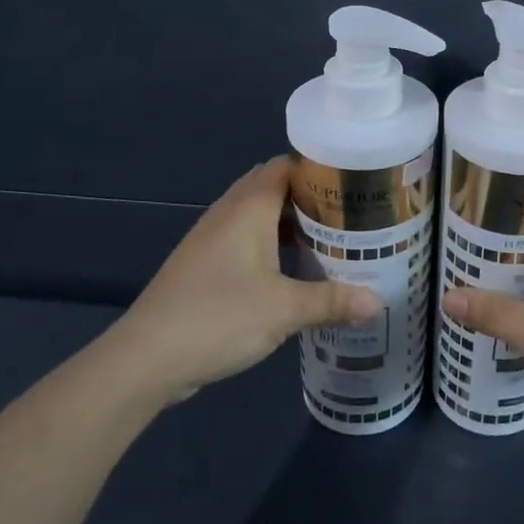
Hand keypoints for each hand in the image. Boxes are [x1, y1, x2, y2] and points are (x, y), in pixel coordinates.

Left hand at [112, 157, 382, 405]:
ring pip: (260, 216)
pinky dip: (273, 245)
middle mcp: (229, 213)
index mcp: (248, 208)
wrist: (144, 359)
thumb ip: (332, 302)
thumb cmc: (218, 318)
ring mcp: (212, 239)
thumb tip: (379, 303)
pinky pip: (247, 240)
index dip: (320, 167)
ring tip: (332, 239)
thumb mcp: (284, 311)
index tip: (355, 181)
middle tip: (352, 213)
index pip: (287, 165)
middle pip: (275, 188)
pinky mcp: (204, 265)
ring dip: (292, 223)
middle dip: (312, 197)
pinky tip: (295, 271)